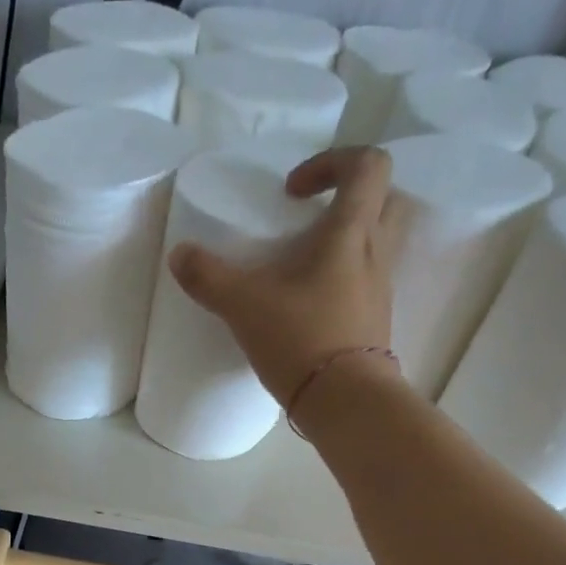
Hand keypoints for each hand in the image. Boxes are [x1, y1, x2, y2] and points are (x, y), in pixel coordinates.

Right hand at [168, 146, 406, 409]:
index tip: (292, 192)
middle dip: (351, 197)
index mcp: (353, 232)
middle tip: (312, 218)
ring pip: (379, 243)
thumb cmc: (302, 339)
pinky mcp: (375, 322)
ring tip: (305, 264)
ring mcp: (380, 290)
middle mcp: (376, 253)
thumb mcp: (244, 305)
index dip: (332, 162)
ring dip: (348, 240)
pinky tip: (310, 304)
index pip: (367, 165)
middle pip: (386, 198)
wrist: (345, 402)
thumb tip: (179, 255)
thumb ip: (209, 277)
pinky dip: (344, 280)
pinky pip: (367, 283)